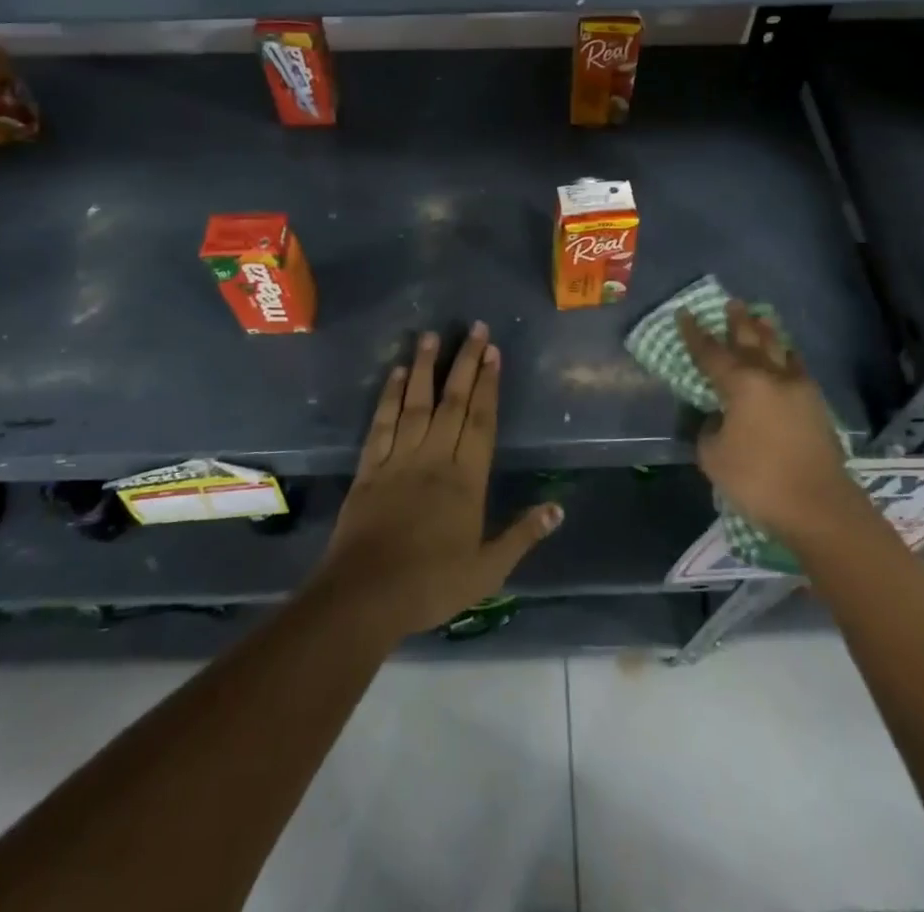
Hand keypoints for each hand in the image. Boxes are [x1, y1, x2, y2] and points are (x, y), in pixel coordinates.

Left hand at [310, 322, 562, 640]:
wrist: (365, 596)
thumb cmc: (431, 585)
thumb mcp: (487, 570)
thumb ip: (522, 536)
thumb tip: (558, 508)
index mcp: (466, 480)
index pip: (481, 421)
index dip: (489, 385)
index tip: (493, 352)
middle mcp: (435, 458)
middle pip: (453, 402)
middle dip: (465, 362)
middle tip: (474, 328)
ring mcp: (399, 459)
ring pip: (416, 403)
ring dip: (426, 367)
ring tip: (432, 335)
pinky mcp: (370, 467)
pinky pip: (382, 423)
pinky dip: (389, 396)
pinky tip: (396, 373)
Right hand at [678, 300, 852, 548]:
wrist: (820, 507)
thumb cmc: (758, 480)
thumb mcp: (714, 457)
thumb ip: (710, 430)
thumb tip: (720, 419)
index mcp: (741, 384)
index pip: (710, 352)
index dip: (694, 333)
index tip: (685, 313)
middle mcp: (771, 377)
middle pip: (751, 341)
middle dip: (738, 322)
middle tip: (731, 303)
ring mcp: (798, 389)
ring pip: (779, 350)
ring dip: (766, 332)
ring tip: (760, 317)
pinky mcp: (817, 406)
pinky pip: (798, 368)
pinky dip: (788, 356)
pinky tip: (787, 356)